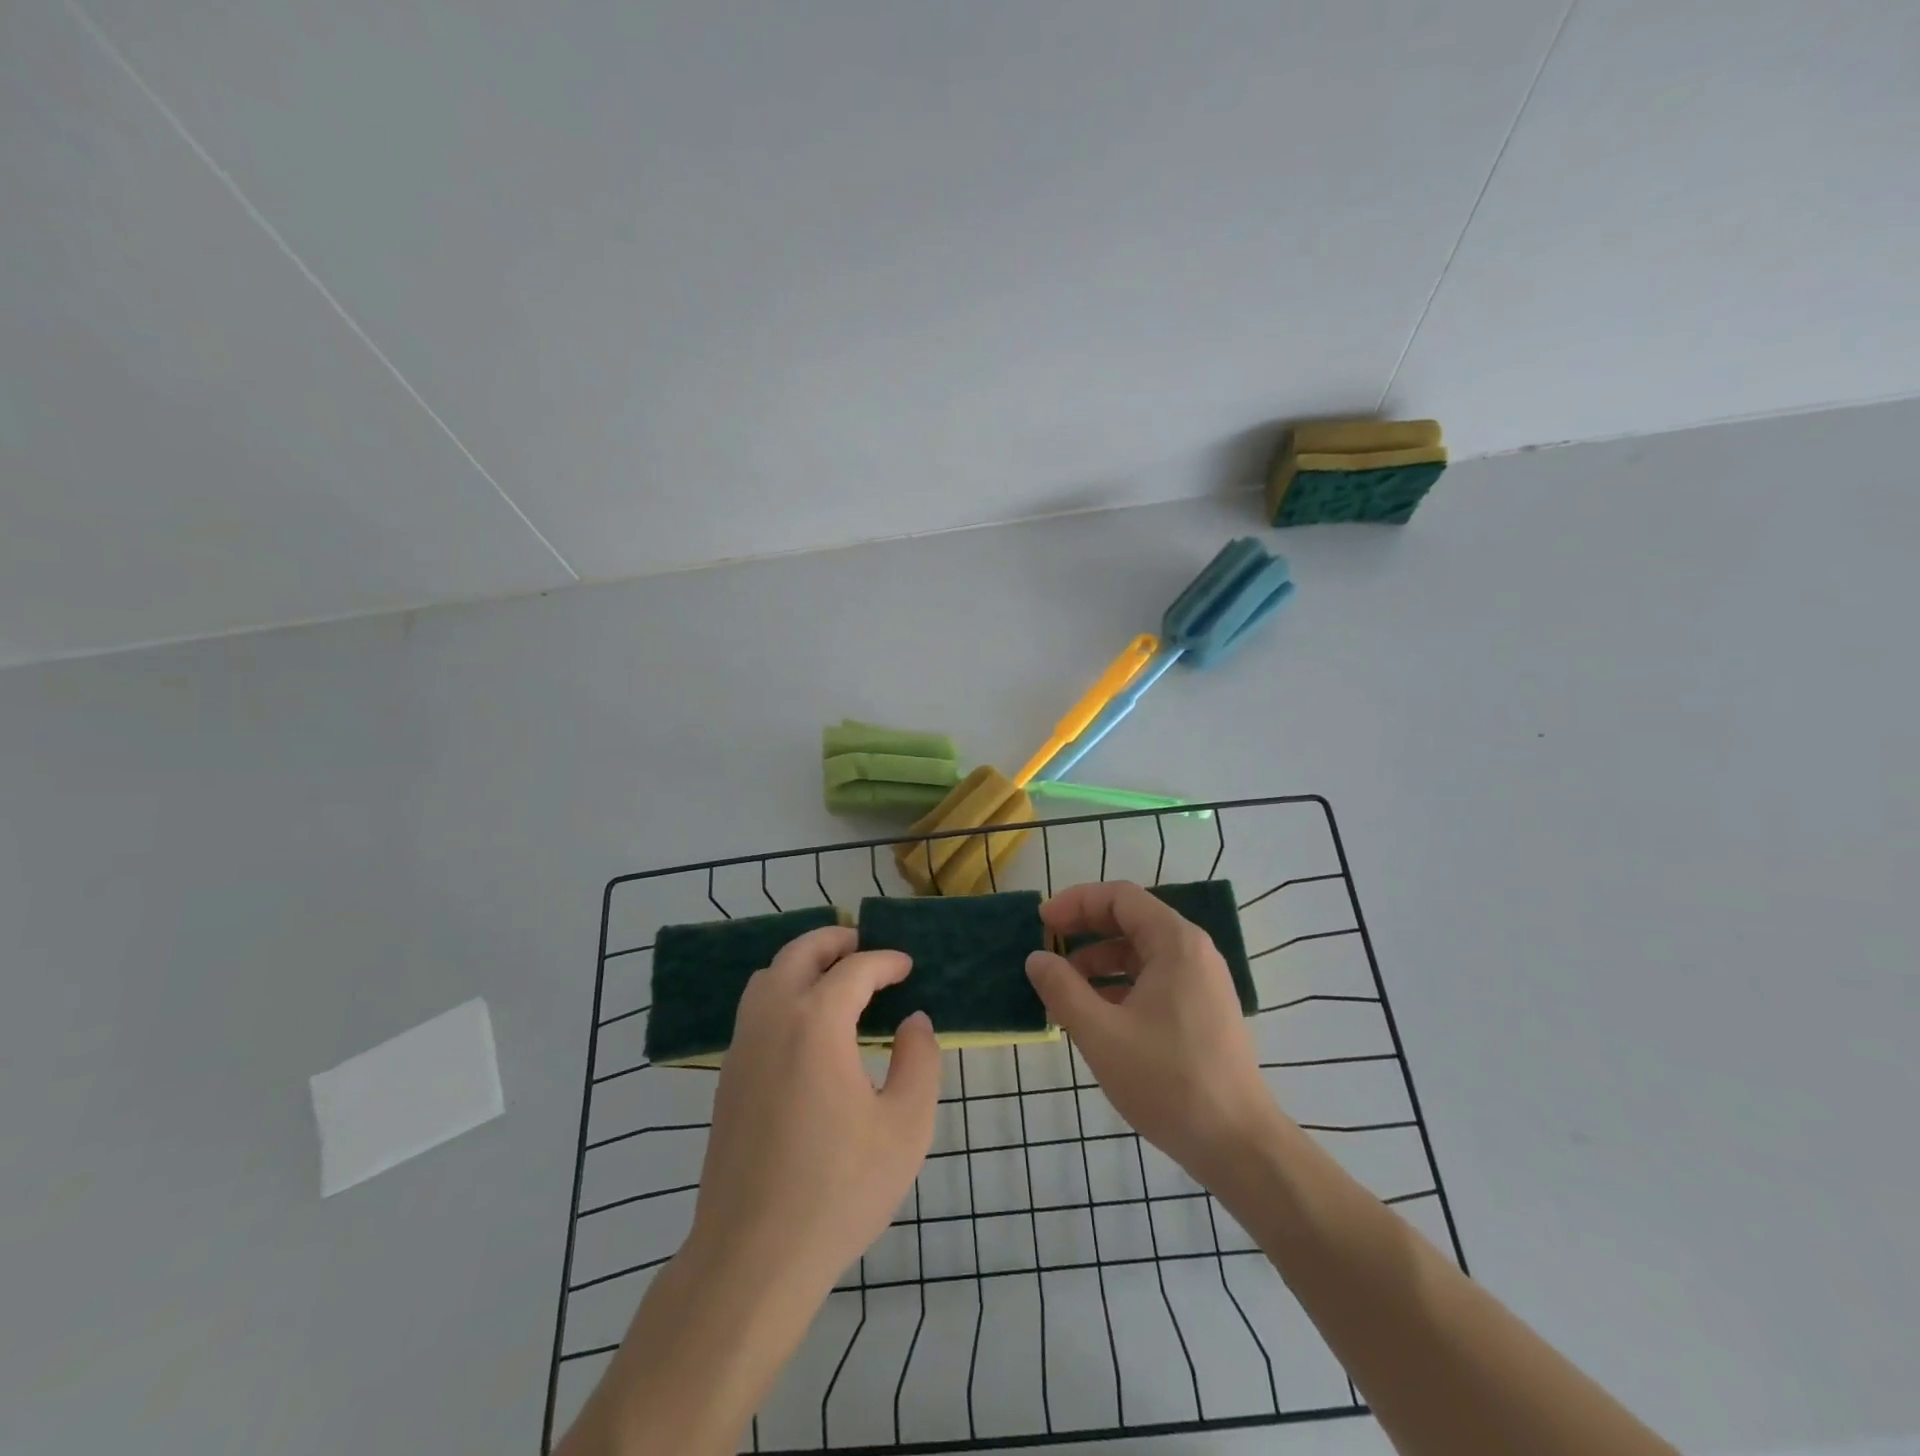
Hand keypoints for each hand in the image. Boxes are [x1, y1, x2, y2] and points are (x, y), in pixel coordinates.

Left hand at [685, 925, 940, 1302]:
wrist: (753, 1257)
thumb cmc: (838, 1189)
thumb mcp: (905, 1125)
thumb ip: (919, 1060)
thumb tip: (913, 1021)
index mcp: (816, 1022)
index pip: (855, 968)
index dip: (886, 961)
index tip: (907, 966)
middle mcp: (772, 1020)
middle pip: (799, 953)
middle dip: (834, 941)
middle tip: (866, 948)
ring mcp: (742, 1047)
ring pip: (768, 976)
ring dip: (803, 964)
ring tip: (836, 980)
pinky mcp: (727, 1077)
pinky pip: (754, 1009)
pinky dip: (782, 993)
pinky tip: (806, 1028)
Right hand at [1025, 881, 1281, 1190]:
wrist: (1238, 1145)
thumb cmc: (1168, 1081)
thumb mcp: (1101, 1034)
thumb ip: (1063, 989)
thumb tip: (1036, 958)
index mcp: (1175, 943)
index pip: (1120, 897)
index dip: (1076, 902)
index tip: (1042, 922)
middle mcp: (1193, 952)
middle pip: (1131, 920)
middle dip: (1085, 930)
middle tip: (1047, 949)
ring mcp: (1202, 982)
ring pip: (1141, 953)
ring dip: (1099, 961)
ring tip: (1064, 988)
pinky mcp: (1202, 1010)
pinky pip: (1154, 979)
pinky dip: (1120, 985)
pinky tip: (1095, 1013)